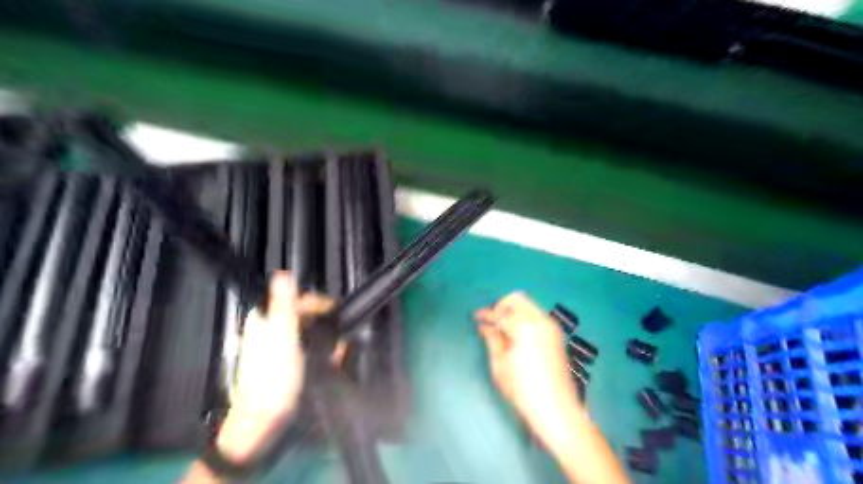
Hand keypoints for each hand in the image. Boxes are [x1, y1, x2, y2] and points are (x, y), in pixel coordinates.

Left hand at [217, 273, 332, 465]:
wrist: (264, 424)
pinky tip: (336, 359)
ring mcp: (280, 350)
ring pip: (310, 333)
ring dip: (327, 337)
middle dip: (325, 321)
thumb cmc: (273, 379)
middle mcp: (271, 331)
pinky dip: (325, 352)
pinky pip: (311, 351)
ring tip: (339, 349)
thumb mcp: (281, 337)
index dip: (318, 303)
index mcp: (265, 321)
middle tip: (340, 332)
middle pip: (305, 315)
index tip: (337, 311)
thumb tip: (283, 273)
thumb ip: (284, 305)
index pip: (297, 299)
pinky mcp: (288, 365)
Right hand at [476, 295, 582, 448]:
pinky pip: (537, 316)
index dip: (486, 314)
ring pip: (528, 305)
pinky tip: (516, 335)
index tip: (476, 317)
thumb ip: (492, 340)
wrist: (556, 410)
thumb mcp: (500, 366)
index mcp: (525, 328)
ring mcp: (551, 327)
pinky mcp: (557, 335)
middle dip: (501, 307)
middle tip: (491, 322)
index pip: (500, 313)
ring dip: (513, 312)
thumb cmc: (523, 391)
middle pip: (517, 299)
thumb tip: (484, 326)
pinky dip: (524, 318)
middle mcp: (541, 321)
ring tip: (502, 329)